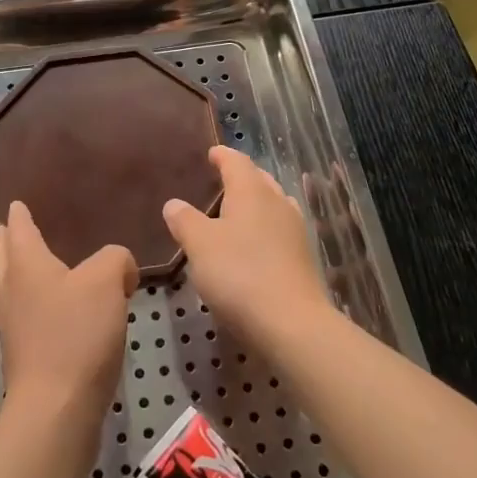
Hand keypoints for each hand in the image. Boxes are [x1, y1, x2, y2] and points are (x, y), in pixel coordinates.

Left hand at [0, 203, 137, 422]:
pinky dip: (20, 304)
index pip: (18, 229)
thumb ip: (115, 259)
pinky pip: (15, 316)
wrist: (57, 409)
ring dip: (6, 272)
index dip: (19, 215)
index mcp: (26, 264)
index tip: (16, 204)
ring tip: (17, 266)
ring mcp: (10, 325)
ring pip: (3, 287)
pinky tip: (38, 312)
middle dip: (4, 241)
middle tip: (9, 229)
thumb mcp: (107, 281)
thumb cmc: (77, 334)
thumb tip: (119, 267)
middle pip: (1, 257)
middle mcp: (10, 290)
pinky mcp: (19, 356)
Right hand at [163, 146, 329, 348]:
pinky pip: (280, 229)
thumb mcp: (199, 245)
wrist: (292, 323)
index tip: (211, 153)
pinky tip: (255, 244)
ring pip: (274, 203)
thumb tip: (174, 203)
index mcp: (251, 191)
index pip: (236, 161)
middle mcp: (277, 202)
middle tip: (222, 180)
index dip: (222, 155)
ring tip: (237, 211)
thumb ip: (185, 220)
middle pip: (259, 179)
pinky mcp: (302, 258)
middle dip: (241, 176)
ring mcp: (294, 230)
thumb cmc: (239, 274)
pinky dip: (265, 228)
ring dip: (256, 202)